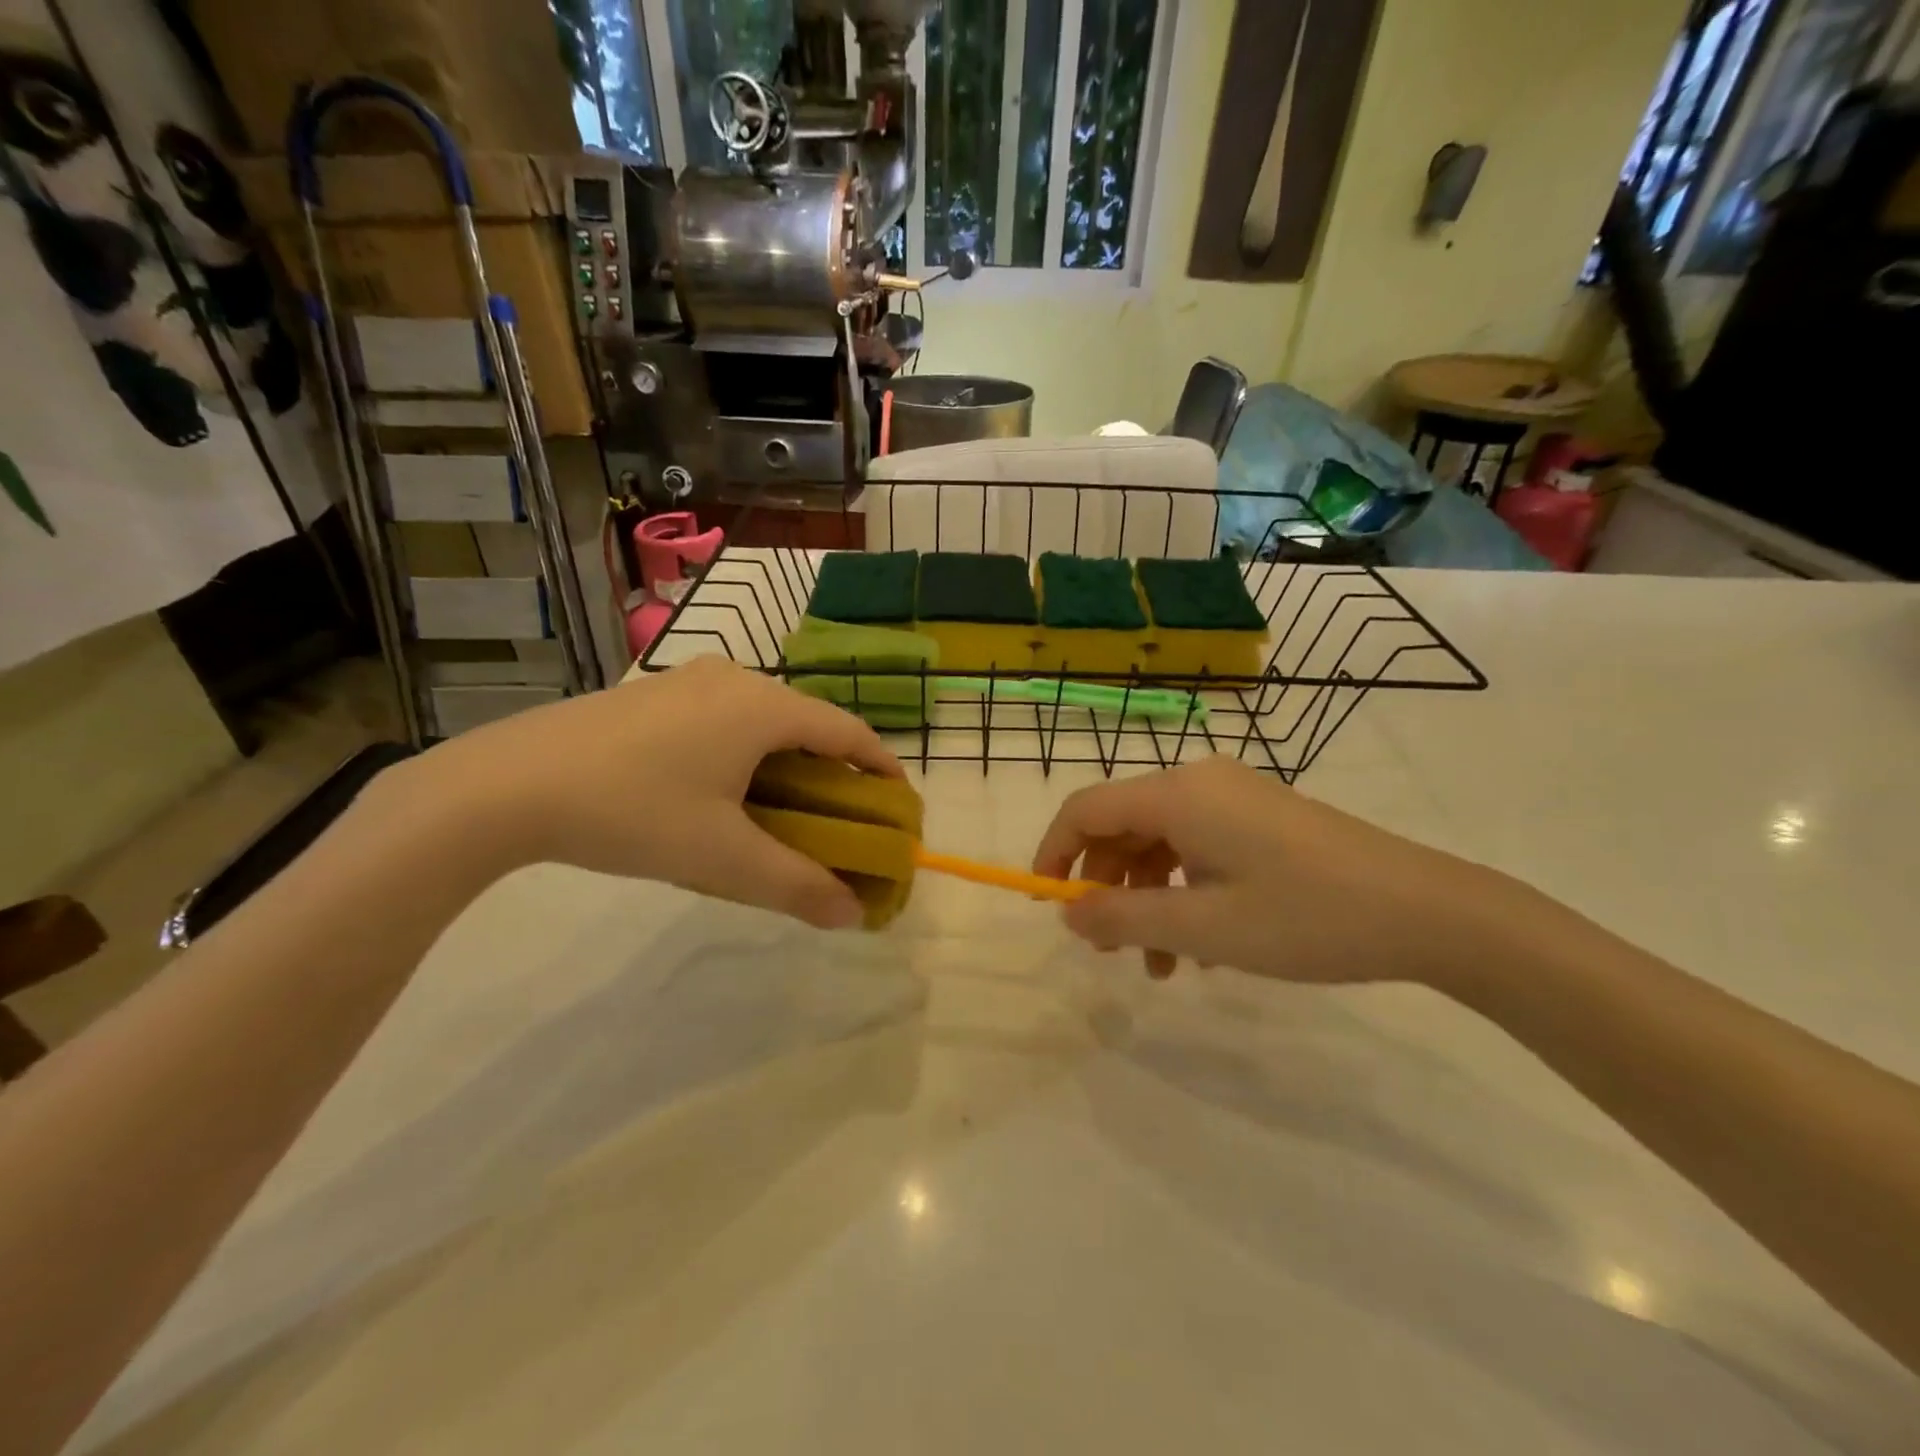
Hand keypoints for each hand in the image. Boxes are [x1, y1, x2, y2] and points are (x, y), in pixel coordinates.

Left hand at [384, 659, 902, 928]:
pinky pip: (725, 719)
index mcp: (764, 706)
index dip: (882, 767)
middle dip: (834, 771)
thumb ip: (796, 885)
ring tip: (787, 811)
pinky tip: (724, 792)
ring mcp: (688, 682)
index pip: (848, 731)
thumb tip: (852, 914)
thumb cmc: (633, 812)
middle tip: (842, 819)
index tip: (899, 804)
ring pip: (764, 721)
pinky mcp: (653, 695)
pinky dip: (747, 753)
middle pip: (808, 724)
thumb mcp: (722, 858)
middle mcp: (735, 680)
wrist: (506, 785)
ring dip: (788, 763)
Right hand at [1032, 756, 1525, 985]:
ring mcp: (1234, 798)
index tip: (1047, 904)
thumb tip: (1067, 912)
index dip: (1054, 853)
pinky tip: (1205, 946)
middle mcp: (1199, 783)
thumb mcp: (1204, 926)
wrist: (1428, 911)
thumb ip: (1122, 918)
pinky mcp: (1261, 818)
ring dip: (1148, 901)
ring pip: (1161, 844)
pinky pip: (1198, 848)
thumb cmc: (1306, 916)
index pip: (1086, 809)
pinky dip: (1184, 892)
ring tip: (1163, 966)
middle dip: (1107, 888)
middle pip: (1122, 827)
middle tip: (1109, 950)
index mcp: (1178, 794)